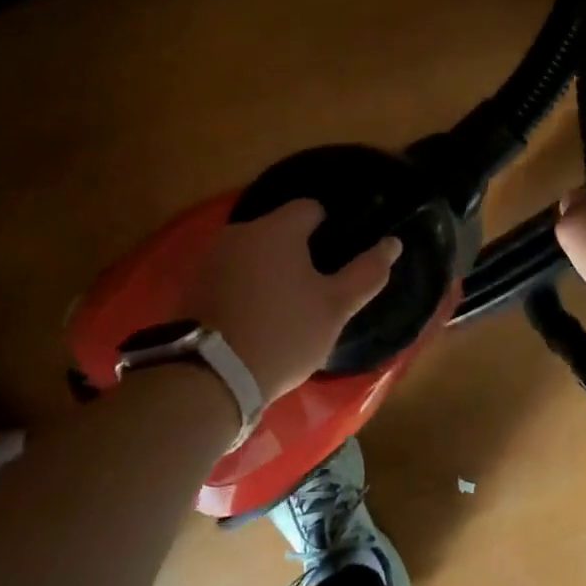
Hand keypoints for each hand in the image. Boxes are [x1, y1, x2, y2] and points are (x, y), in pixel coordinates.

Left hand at [184, 200, 401, 400]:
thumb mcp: (335, 307)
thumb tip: (393, 243)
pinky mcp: (192, 284)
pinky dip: (244, 287)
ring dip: (269, 270)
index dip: (330, 230)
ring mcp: (211, 257)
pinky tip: (253, 318)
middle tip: (314, 291)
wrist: (211, 377)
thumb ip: (367, 272)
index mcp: (277, 229)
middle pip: (279, 230)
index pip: (311, 208)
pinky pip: (230, 274)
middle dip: (298, 252)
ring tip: (284, 308)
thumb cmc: (284, 334)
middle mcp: (240, 231)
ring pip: (253, 253)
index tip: (337, 263)